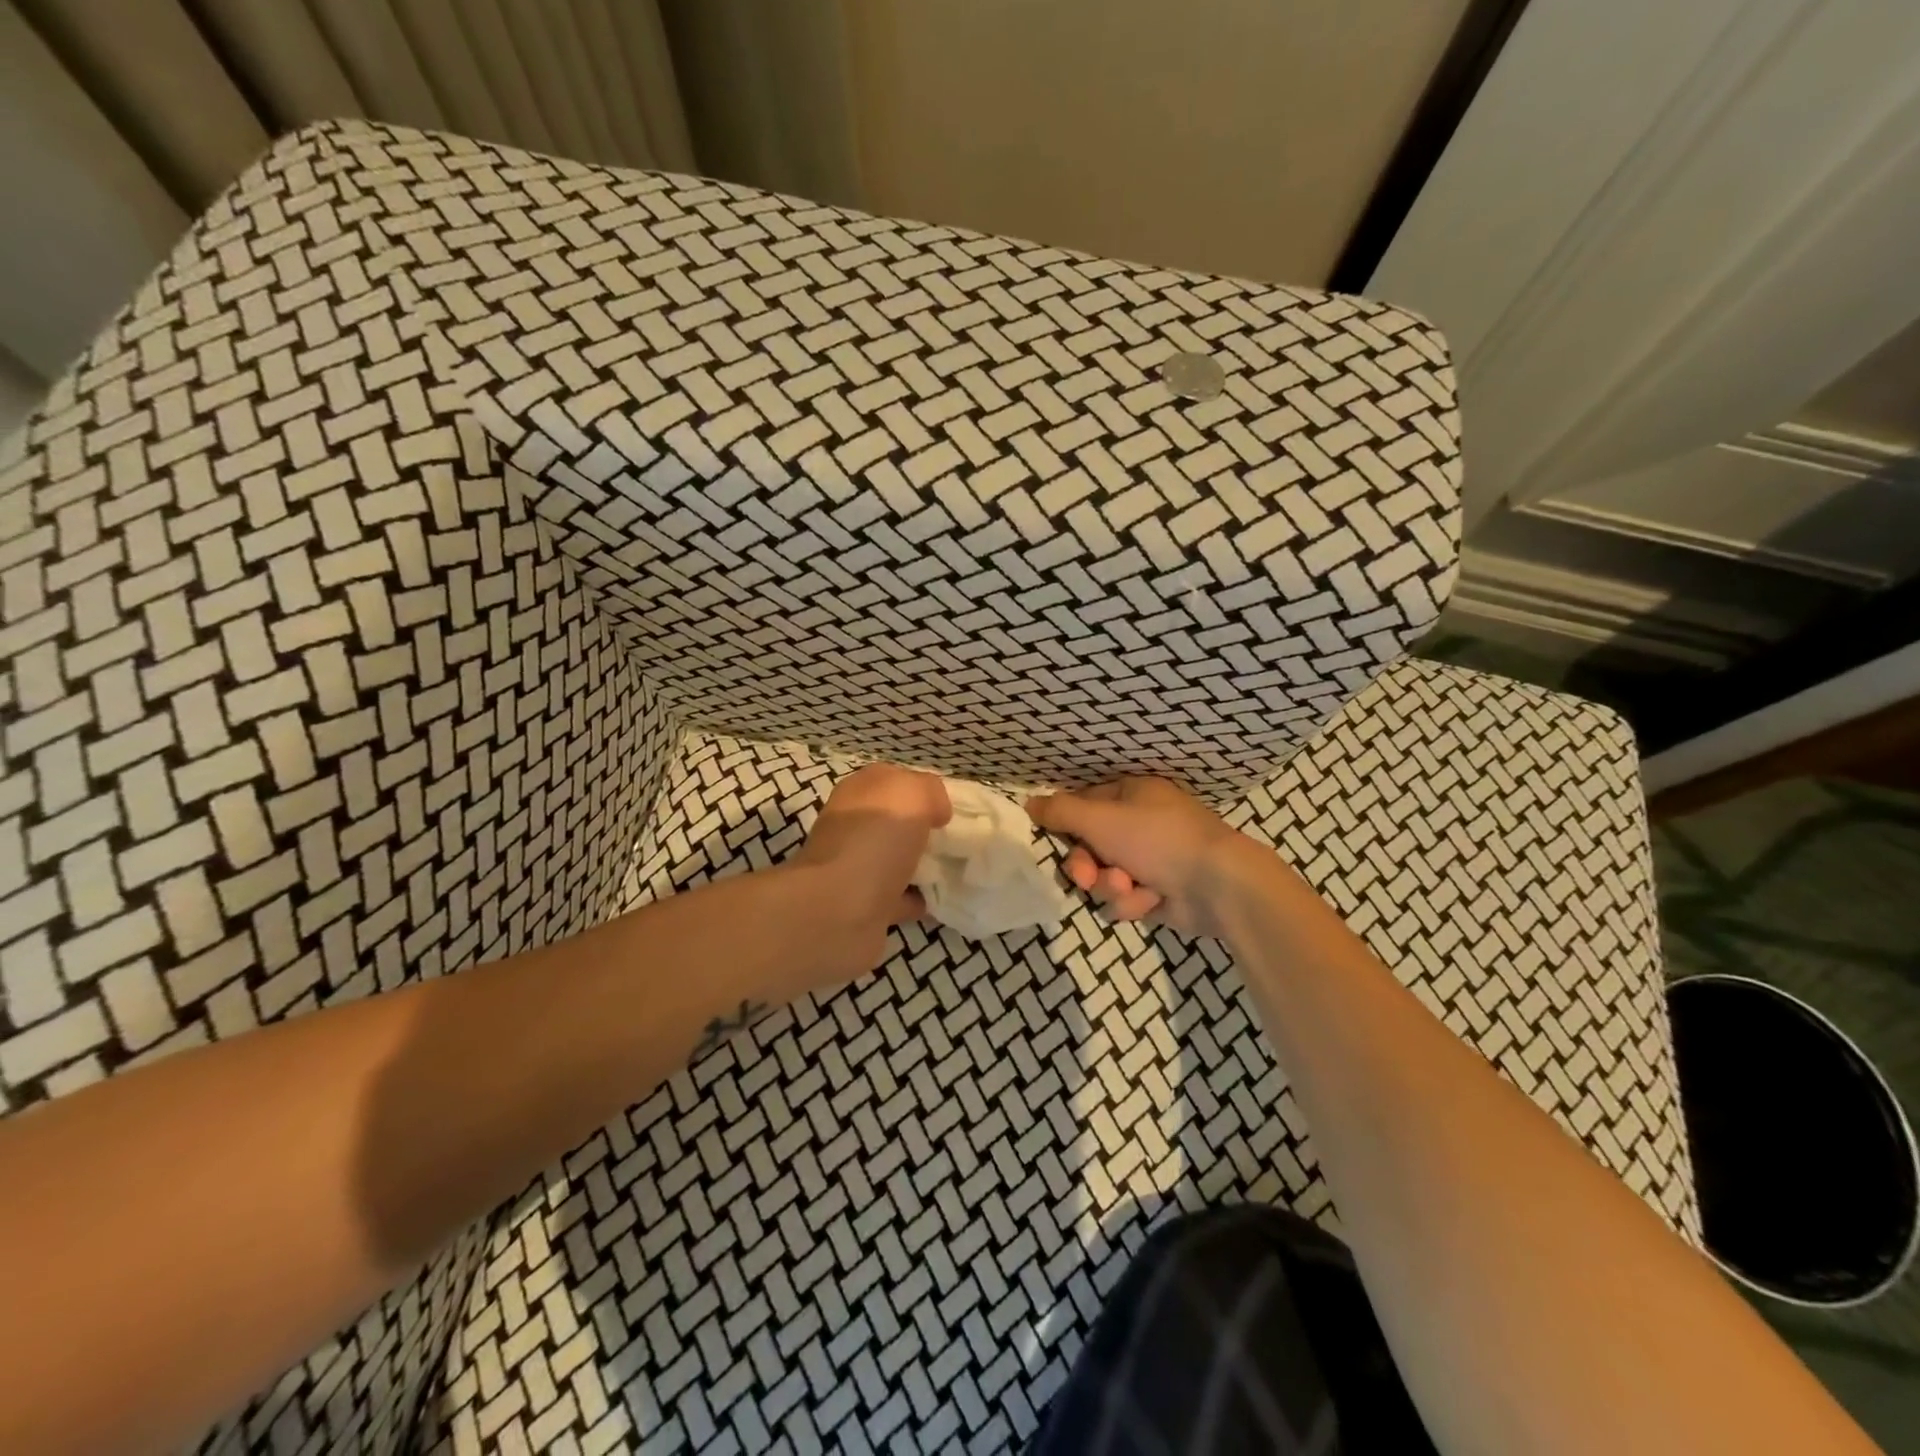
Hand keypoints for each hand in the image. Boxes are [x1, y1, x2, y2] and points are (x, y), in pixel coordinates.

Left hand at [788, 764, 951, 979]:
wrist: (838, 911)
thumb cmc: (874, 840)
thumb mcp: (911, 794)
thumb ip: (930, 791)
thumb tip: (936, 812)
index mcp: (859, 793)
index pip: (892, 780)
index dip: (922, 789)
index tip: (951, 807)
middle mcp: (853, 827)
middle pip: (894, 821)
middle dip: (923, 828)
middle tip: (959, 838)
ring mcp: (856, 869)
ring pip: (896, 859)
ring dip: (921, 864)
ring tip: (957, 867)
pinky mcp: (863, 907)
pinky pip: (898, 898)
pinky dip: (917, 898)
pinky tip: (941, 898)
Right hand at [1027, 777, 1255, 937]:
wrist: (1217, 885)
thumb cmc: (1158, 839)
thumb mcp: (1100, 819)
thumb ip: (1060, 812)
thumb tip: (1028, 802)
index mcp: (1132, 794)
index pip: (1084, 805)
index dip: (1067, 825)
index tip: (1053, 839)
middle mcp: (1140, 824)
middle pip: (1090, 846)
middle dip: (1087, 865)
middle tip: (1087, 878)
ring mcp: (1151, 859)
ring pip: (1105, 875)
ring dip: (1111, 885)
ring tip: (1130, 889)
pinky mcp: (1158, 891)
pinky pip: (1126, 897)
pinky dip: (1134, 901)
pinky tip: (1152, 900)